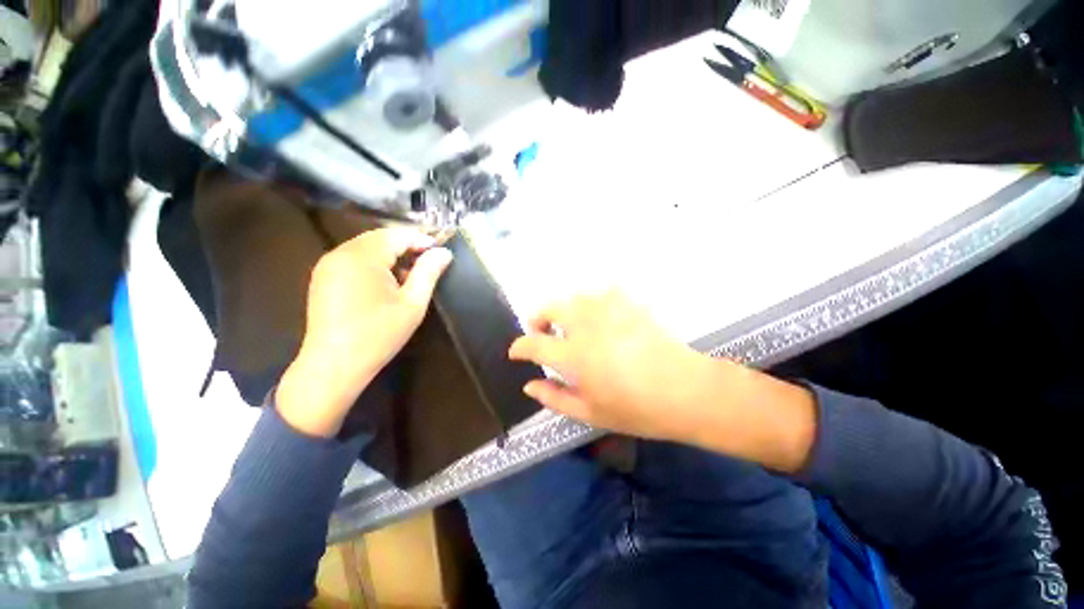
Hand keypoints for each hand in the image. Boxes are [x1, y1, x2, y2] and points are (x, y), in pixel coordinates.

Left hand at [276, 228, 451, 437]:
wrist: (334, 365)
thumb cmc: (379, 334)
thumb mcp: (413, 303)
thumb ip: (429, 272)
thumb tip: (444, 252)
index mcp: (362, 256)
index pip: (397, 235)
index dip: (422, 240)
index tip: (441, 253)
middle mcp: (341, 253)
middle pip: (380, 238)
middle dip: (406, 247)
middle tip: (428, 264)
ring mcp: (328, 265)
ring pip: (366, 247)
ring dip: (391, 255)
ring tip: (409, 276)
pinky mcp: (323, 278)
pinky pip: (353, 259)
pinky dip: (374, 263)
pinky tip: (386, 283)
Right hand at [508, 291, 817, 471]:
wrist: (686, 390)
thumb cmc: (636, 409)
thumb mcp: (589, 413)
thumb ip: (554, 398)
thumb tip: (529, 385)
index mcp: (573, 355)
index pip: (533, 344)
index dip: (519, 347)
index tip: (516, 352)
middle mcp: (585, 325)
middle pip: (549, 308)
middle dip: (538, 319)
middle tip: (542, 334)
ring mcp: (608, 310)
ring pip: (573, 298)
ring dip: (565, 310)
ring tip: (572, 326)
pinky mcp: (628, 303)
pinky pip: (602, 292)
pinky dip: (593, 303)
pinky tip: (601, 316)